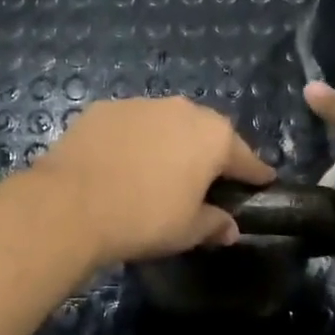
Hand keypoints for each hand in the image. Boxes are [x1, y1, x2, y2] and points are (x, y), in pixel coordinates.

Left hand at [37, 97, 274, 266]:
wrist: (72, 204)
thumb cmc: (145, 218)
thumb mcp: (188, 230)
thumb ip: (214, 223)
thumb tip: (229, 228)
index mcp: (213, 136)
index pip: (245, 157)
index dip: (254, 173)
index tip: (262, 181)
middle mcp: (181, 109)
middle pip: (205, 132)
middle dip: (208, 153)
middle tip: (206, 180)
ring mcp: (140, 104)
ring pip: (165, 124)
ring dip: (168, 143)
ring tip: (159, 171)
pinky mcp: (104, 109)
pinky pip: (130, 125)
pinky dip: (132, 140)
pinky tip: (122, 163)